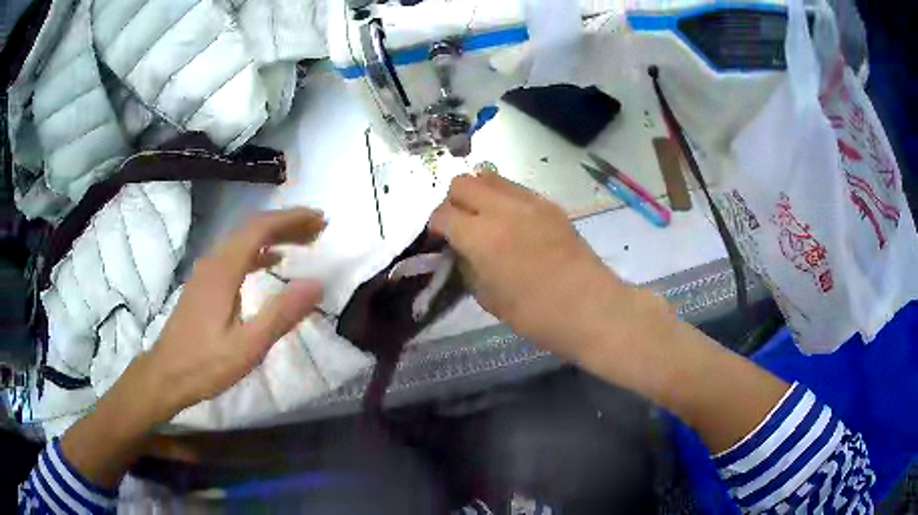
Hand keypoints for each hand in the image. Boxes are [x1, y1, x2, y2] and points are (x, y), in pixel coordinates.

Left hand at [145, 208, 325, 419]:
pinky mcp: (205, 284)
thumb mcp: (247, 346)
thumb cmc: (205, 364)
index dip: (291, 219)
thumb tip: (317, 283)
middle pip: (252, 229)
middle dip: (287, 223)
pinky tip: (272, 261)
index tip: (319, 218)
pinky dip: (259, 252)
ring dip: (274, 235)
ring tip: (303, 241)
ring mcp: (207, 272)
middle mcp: (214, 262)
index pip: (260, 228)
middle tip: (318, 228)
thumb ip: (281, 314)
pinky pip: (236, 255)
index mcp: (223, 270)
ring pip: (244, 241)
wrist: (166, 375)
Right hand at [429, 173, 638, 359]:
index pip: (442, 214)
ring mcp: (529, 201)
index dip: (435, 226)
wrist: (589, 307)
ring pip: (489, 176)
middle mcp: (501, 209)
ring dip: (478, 194)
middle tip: (461, 226)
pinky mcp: (549, 203)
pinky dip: (504, 199)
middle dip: (453, 202)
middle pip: (462, 183)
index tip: (440, 240)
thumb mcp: (488, 298)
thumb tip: (459, 249)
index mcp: (481, 237)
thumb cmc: (536, 315)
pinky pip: (515, 188)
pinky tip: (514, 224)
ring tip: (486, 219)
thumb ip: (467, 266)